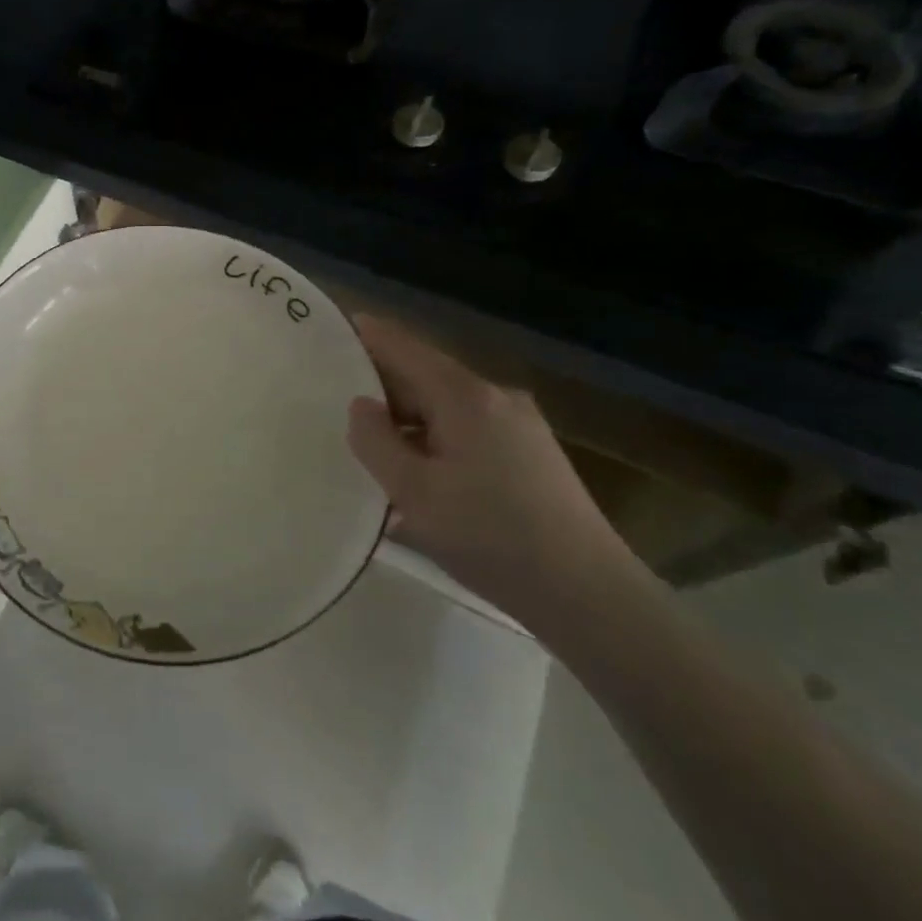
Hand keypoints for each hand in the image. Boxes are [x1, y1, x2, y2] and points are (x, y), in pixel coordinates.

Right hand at [345, 312, 625, 618]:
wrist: (588, 594)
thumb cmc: (490, 535)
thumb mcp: (413, 491)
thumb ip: (375, 441)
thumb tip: (361, 406)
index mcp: (464, 397)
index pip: (404, 347)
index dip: (367, 334)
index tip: (333, 326)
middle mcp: (496, 398)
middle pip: (426, 377)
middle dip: (383, 386)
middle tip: (337, 401)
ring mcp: (520, 426)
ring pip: (446, 408)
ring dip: (408, 421)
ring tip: (372, 447)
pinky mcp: (532, 455)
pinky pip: (468, 431)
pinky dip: (435, 440)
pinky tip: (419, 475)